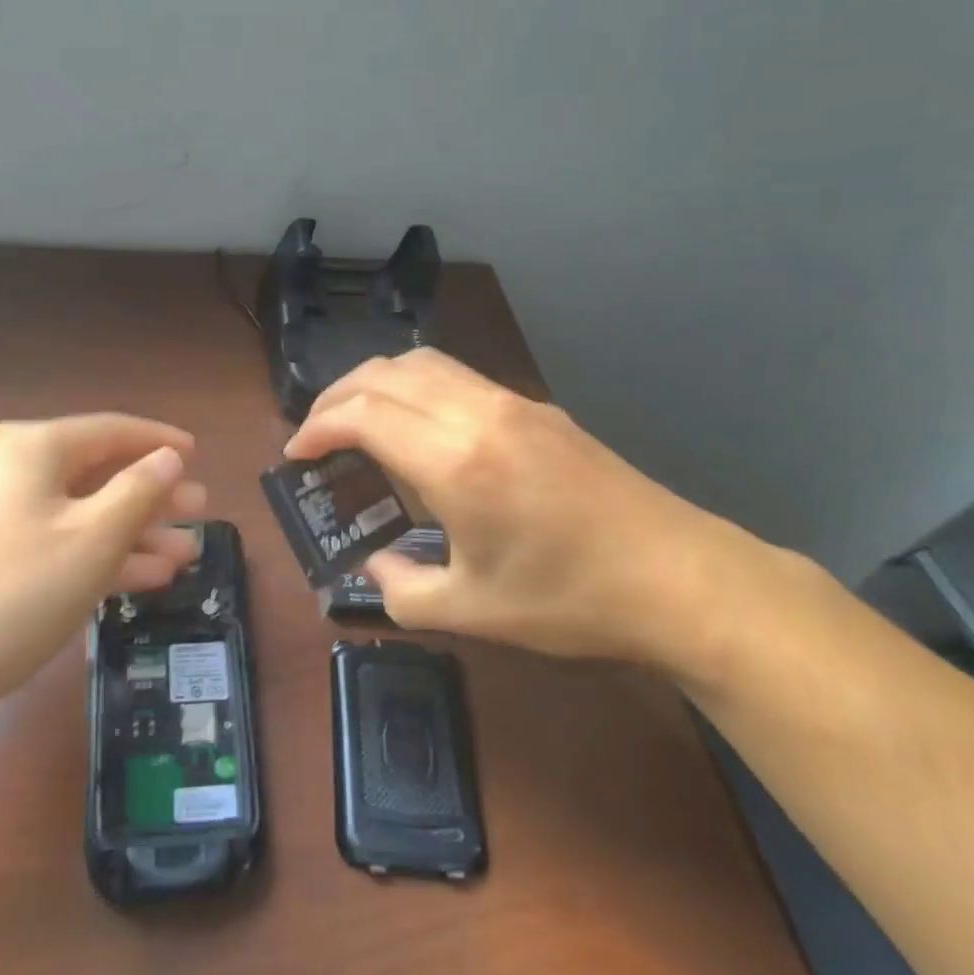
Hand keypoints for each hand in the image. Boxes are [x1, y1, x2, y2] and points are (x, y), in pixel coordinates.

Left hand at [0, 415, 206, 717]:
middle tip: (199, 511)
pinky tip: (145, 578)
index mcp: (31, 447)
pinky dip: (99, 556)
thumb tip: (169, 457)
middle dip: (151, 495)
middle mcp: (9, 469)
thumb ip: (140, 489)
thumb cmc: (19, 588)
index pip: (110, 429)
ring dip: (133, 533)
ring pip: (80, 513)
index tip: (197, 454)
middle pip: (96, 472)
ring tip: (186, 553)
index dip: (158, 441)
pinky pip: (57, 543)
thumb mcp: (95, 536)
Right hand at [284, 349, 762, 667]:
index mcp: (454, 462)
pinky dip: (413, 385)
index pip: (362, 414)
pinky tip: (415, 423)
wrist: (678, 578)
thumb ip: (401, 589)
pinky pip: (455, 374)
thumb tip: (372, 565)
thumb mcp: (471, 612)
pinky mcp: (534, 406)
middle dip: (336, 396)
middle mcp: (476, 413)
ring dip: (375, 381)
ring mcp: (510, 401)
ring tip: (355, 418)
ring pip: (421, 362)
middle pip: (384, 373)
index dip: (318, 428)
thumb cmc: (569, 601)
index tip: (295, 455)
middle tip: (315, 433)